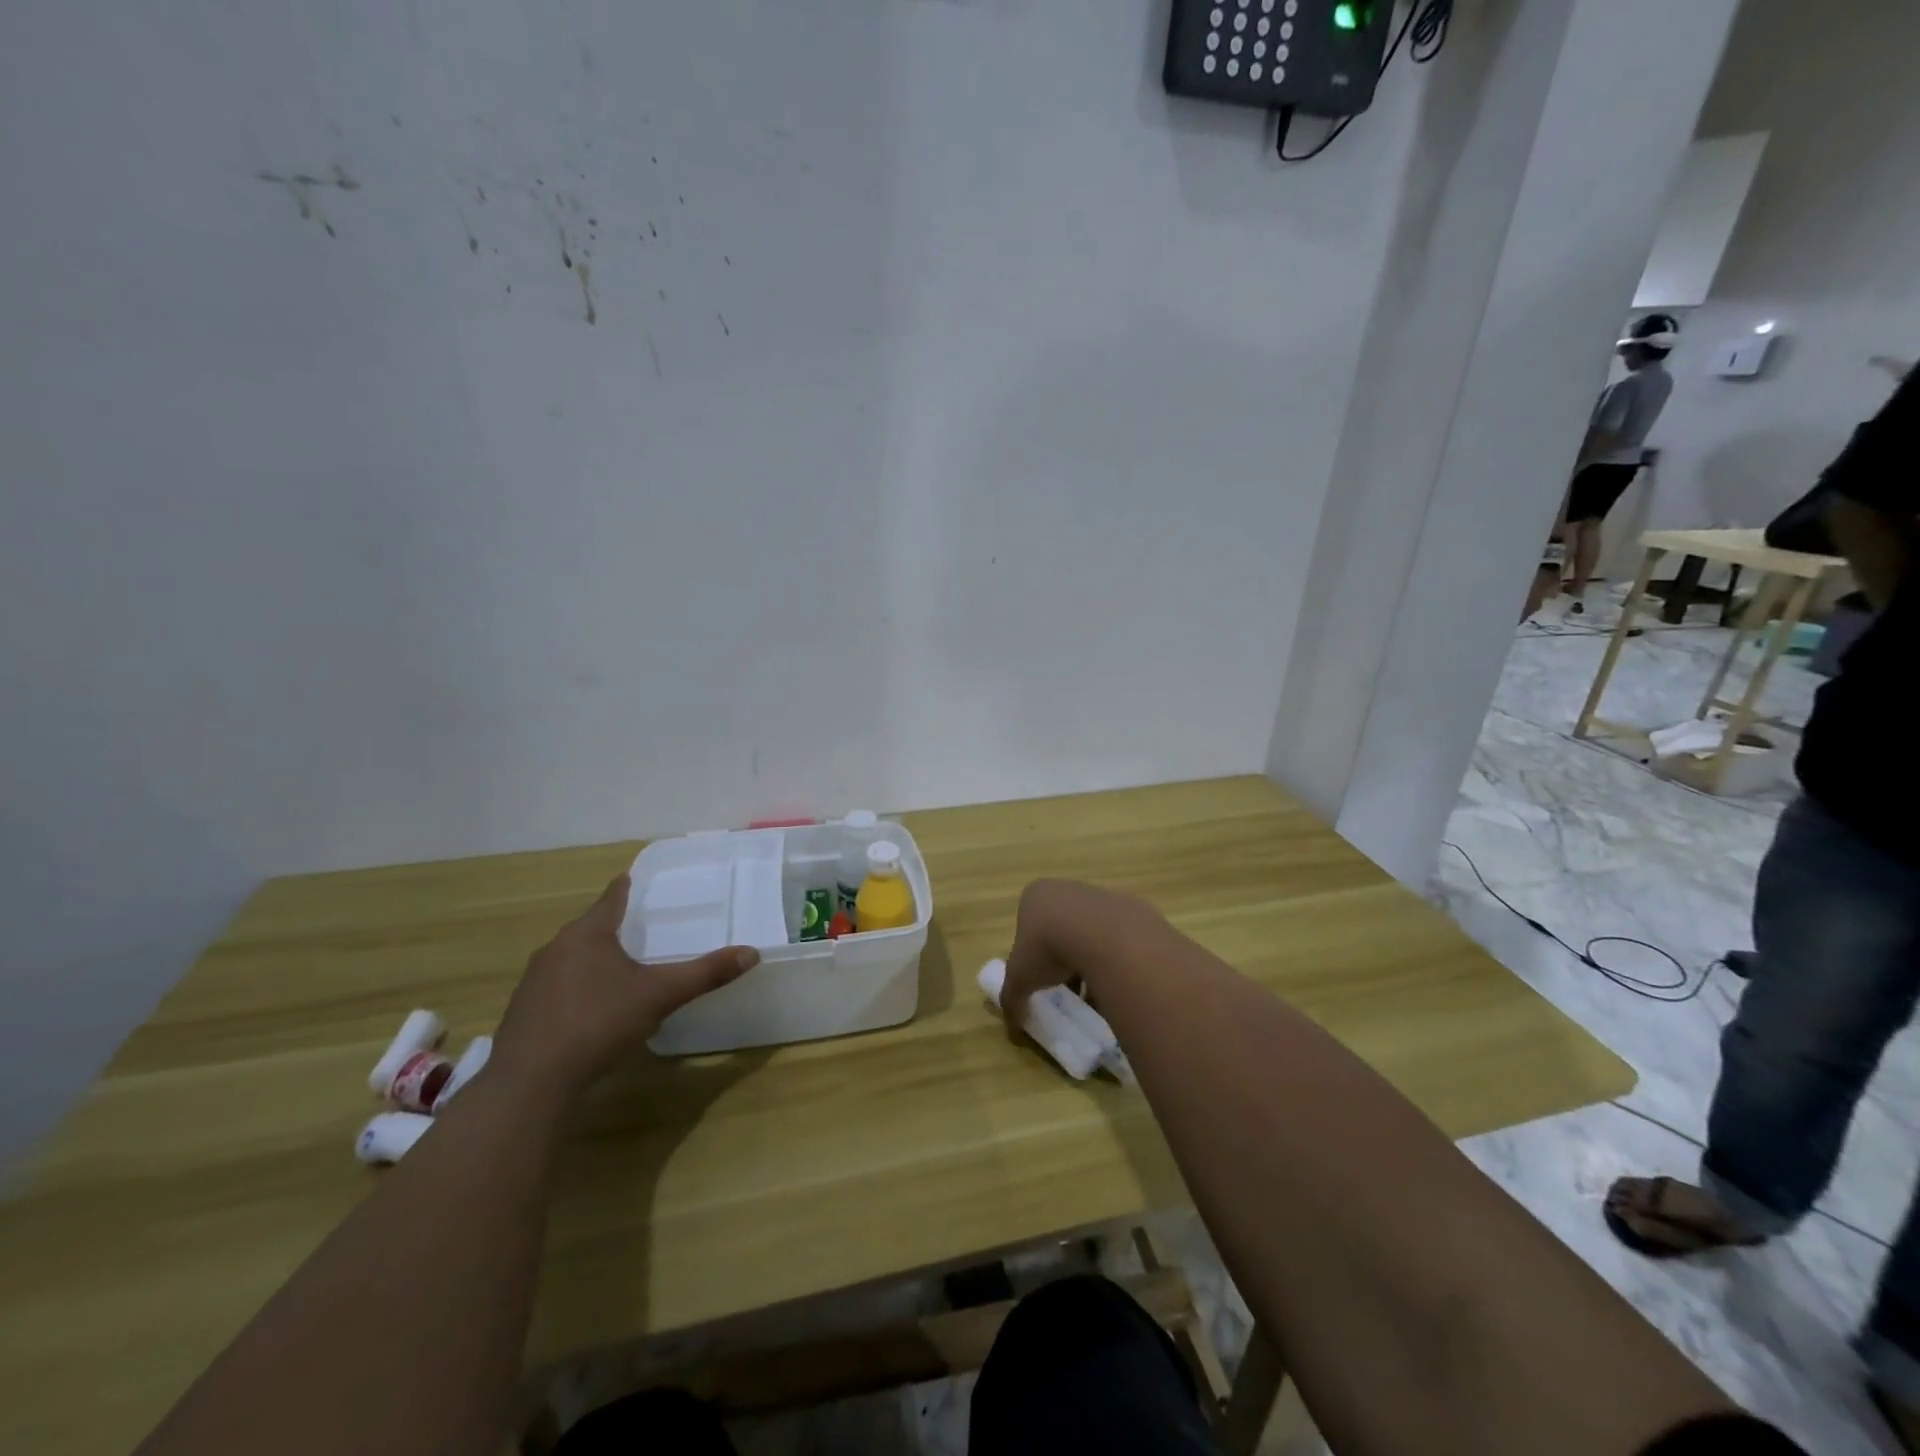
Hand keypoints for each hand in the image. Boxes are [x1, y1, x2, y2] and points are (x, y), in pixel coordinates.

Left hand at [492, 874, 758, 1097]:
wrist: (531, 1082)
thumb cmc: (599, 1022)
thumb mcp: (660, 995)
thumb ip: (705, 973)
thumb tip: (751, 953)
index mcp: (588, 935)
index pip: (610, 900)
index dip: (623, 888)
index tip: (629, 877)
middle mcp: (555, 949)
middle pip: (586, 928)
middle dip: (608, 925)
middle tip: (633, 924)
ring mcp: (533, 982)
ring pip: (568, 957)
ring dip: (589, 957)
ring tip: (614, 964)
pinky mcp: (521, 1013)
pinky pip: (555, 987)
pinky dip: (574, 987)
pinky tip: (588, 1007)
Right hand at [1001, 878, 1143, 1029]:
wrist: (1102, 935)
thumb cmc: (1049, 947)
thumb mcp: (1019, 978)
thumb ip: (1012, 997)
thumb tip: (1012, 1022)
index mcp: (1035, 896)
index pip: (1028, 923)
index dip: (1032, 953)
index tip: (1039, 975)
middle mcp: (1066, 889)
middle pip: (1061, 927)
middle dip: (1063, 956)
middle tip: (1066, 984)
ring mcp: (1100, 896)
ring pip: (1090, 932)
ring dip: (1090, 959)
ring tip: (1093, 990)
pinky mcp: (1129, 908)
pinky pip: (1117, 938)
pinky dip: (1115, 958)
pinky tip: (1115, 982)